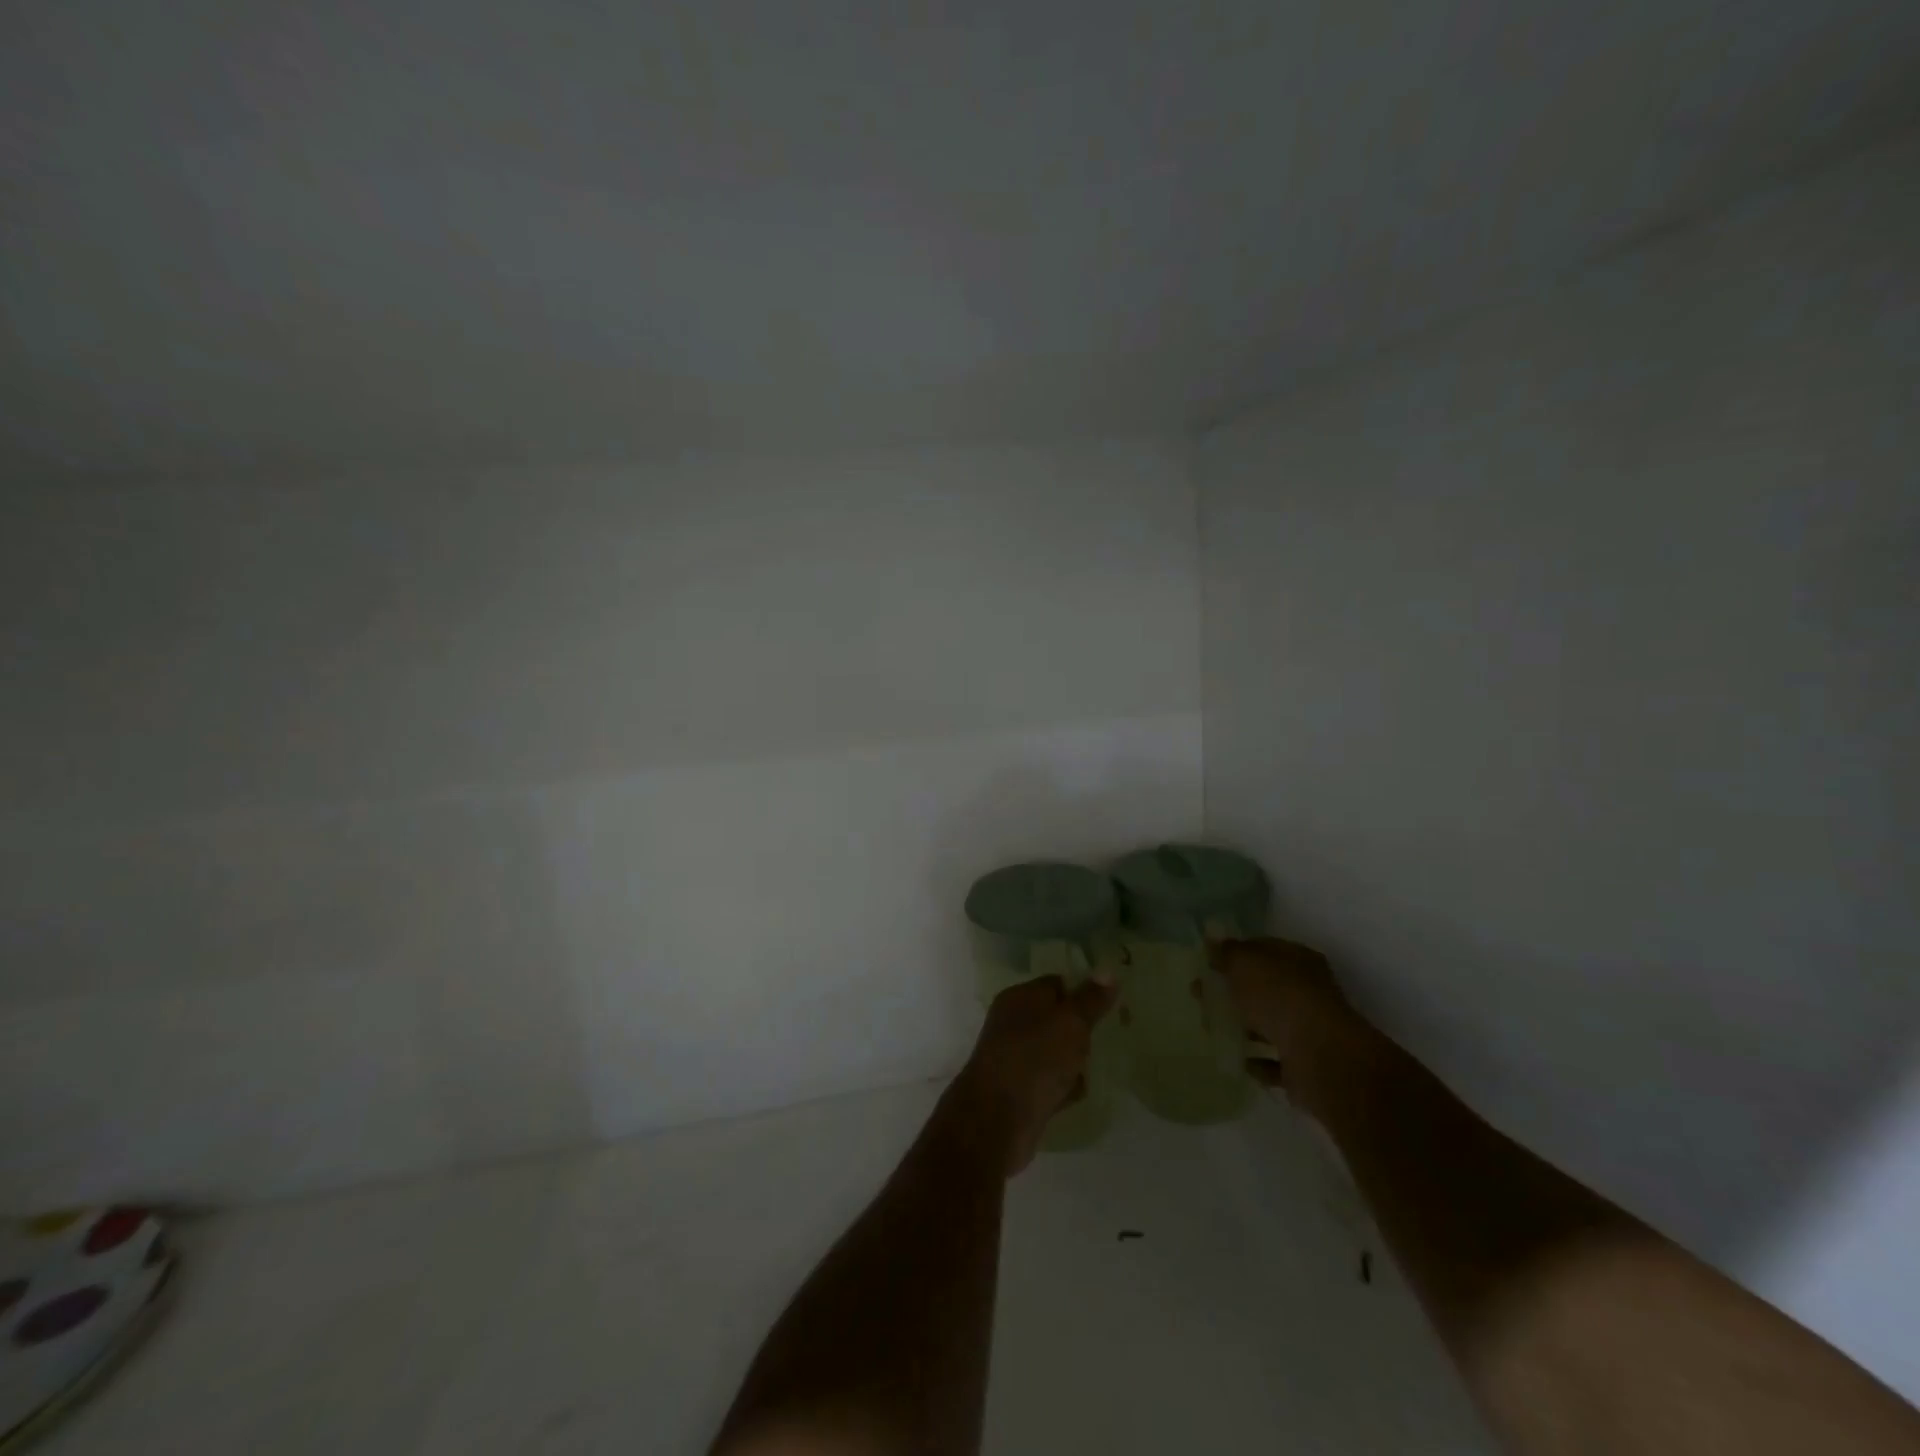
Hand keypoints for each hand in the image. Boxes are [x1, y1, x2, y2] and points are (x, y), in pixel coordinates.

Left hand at [955, 974, 1116, 1175]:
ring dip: (1073, 1061)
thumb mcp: (1071, 1023)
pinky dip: (1063, 1087)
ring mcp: (1014, 1058)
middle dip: (1081, 1031)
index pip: (1056, 984)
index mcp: (1019, 998)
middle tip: (1106, 1038)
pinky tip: (1077, 1094)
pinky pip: (1049, 1082)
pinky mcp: (1019, 1091)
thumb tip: (1107, 970)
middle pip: (1055, 1019)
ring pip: (1053, 1052)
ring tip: (1094, 1067)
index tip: (1109, 1006)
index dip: (1083, 992)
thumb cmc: (1035, 1059)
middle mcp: (1013, 1024)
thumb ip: (1091, 999)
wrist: (997, 1120)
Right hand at [1210, 937, 1364, 1116]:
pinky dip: (1258, 1061)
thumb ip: (1227, 953)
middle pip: (1265, 988)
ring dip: (1243, 1027)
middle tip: (1200, 996)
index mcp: (1298, 960)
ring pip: (1270, 1024)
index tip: (1208, 964)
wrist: (1319, 1056)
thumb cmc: (1279, 996)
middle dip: (1233, 991)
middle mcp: (1308, 992)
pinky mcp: (1306, 1065)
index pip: (1264, 950)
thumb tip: (1212, 943)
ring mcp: (1309, 1030)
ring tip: (1210, 1028)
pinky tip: (1237, 1059)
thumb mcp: (1244, 963)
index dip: (1236, 954)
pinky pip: (1276, 1061)